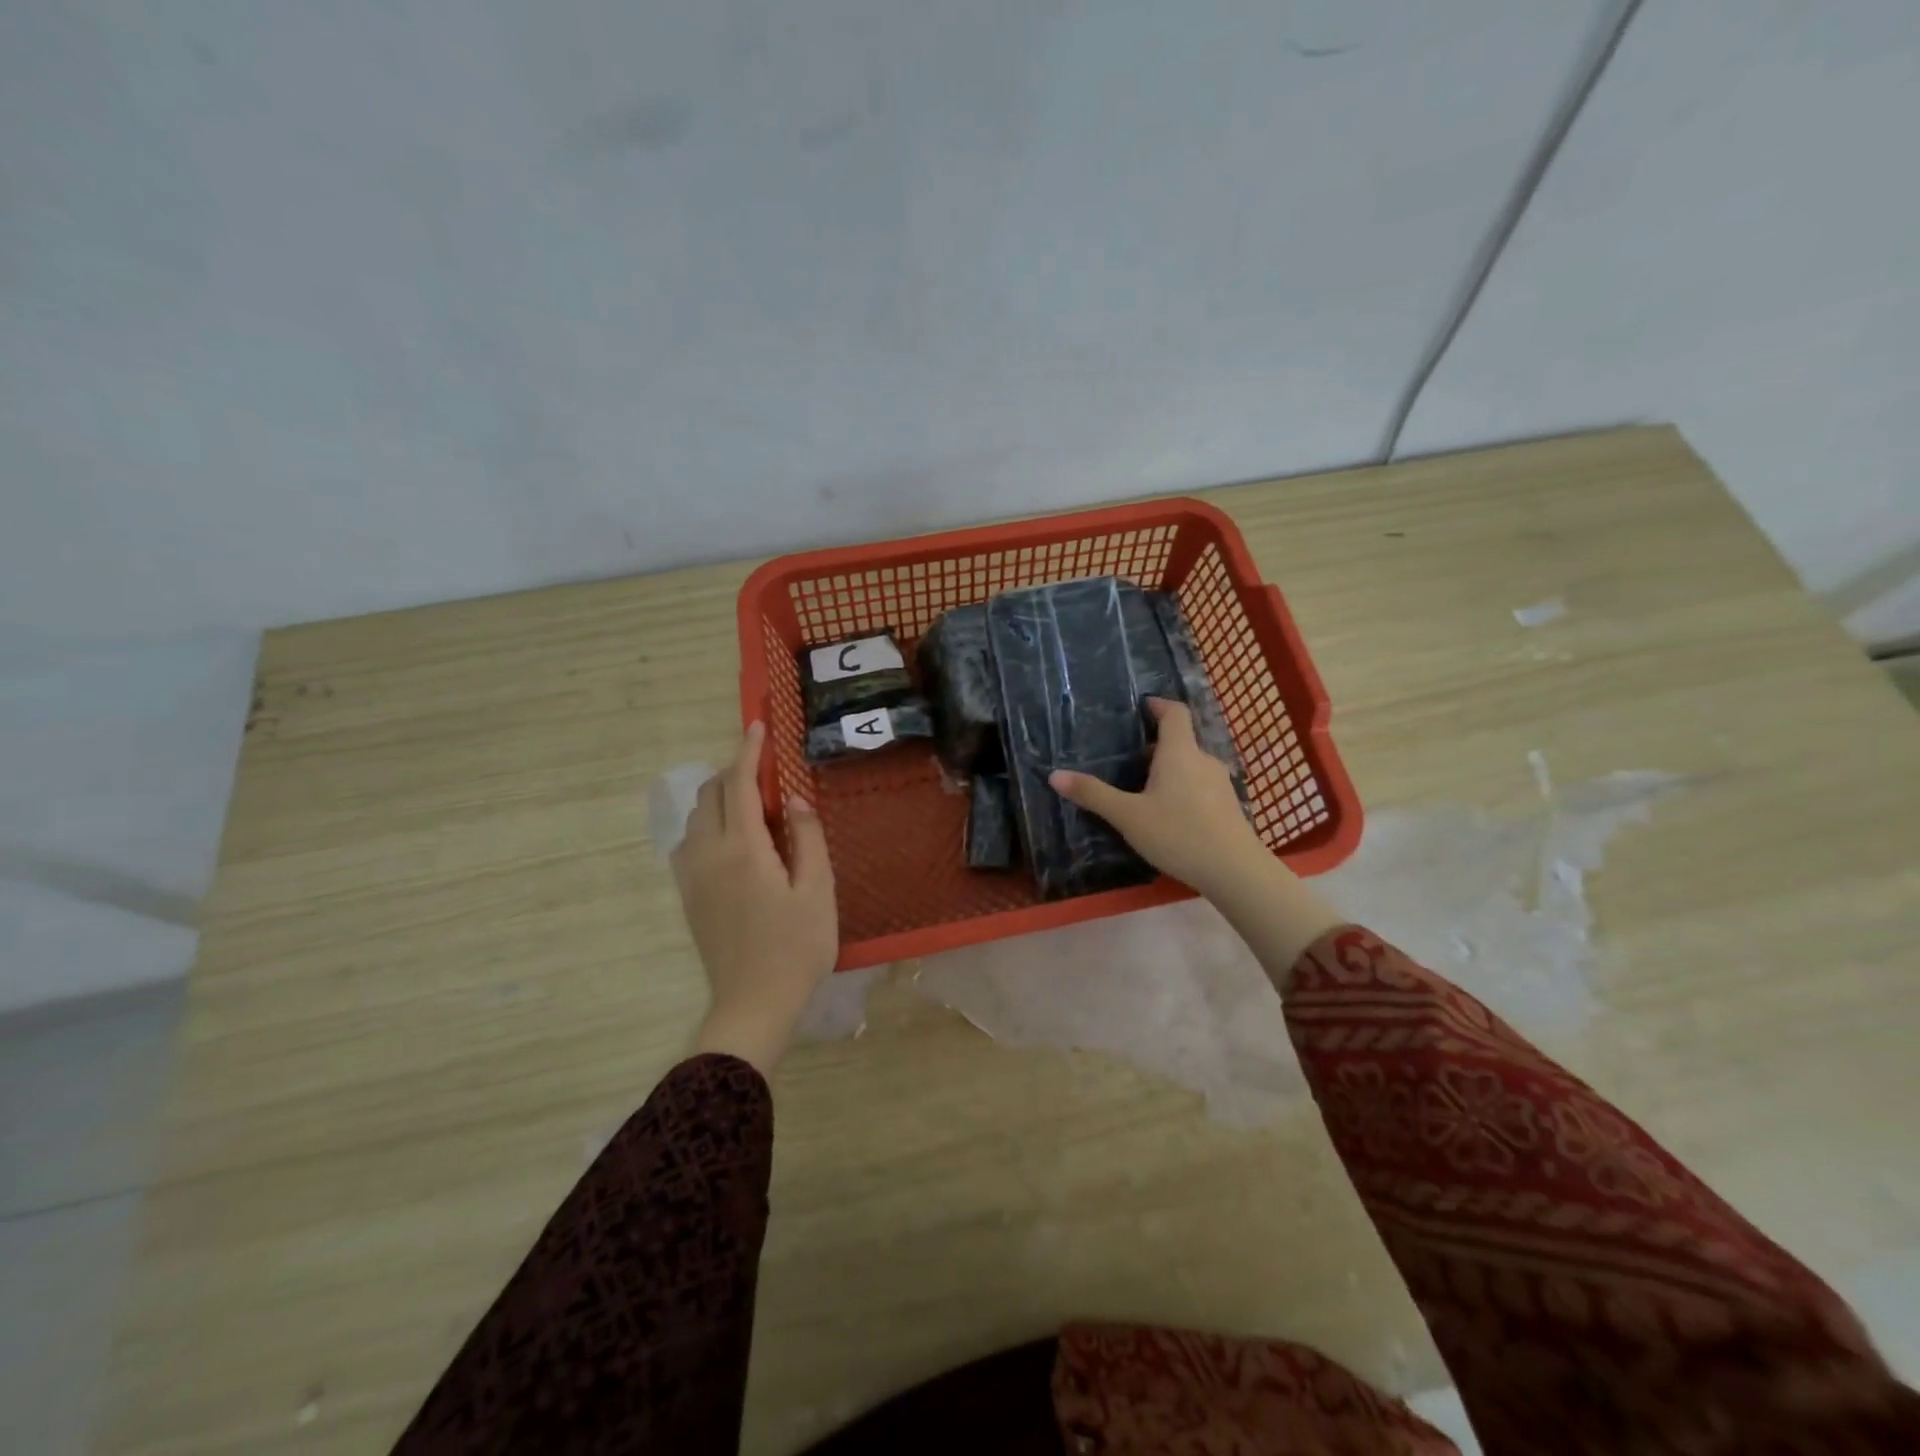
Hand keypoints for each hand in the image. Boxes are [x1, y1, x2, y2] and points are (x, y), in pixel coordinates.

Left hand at [670, 722, 836, 1074]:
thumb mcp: (818, 890)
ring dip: (719, 799)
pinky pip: (689, 843)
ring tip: (753, 807)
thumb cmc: (796, 947)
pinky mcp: (688, 896)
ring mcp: (692, 876)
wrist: (753, 1003)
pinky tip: (733, 841)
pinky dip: (707, 825)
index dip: (749, 752)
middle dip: (733, 772)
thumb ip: (807, 837)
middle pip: (710, 795)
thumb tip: (792, 799)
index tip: (758, 727)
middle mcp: (708, 854)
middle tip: (766, 774)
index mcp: (743, 849)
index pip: (738, 784)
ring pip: (695, 818)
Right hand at [1049, 698, 1265, 897]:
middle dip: (1155, 744)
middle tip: (1128, 756)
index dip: (1158, 705)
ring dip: (1169, 768)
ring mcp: (1219, 783)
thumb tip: (1054, 775)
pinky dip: (1182, 787)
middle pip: (1180, 740)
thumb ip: (1093, 795)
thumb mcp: (1128, 816)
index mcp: (1179, 753)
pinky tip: (1167, 812)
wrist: (1234, 870)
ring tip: (1143, 786)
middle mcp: (1203, 760)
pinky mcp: (1227, 806)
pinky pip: (1200, 785)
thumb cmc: (1178, 834)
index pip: (1174, 713)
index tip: (1141, 706)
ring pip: (1190, 765)